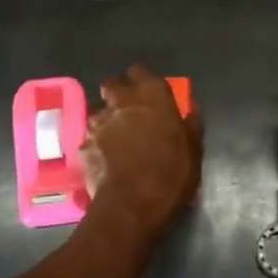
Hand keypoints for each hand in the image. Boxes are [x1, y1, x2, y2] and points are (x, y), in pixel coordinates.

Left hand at [79, 65, 202, 243]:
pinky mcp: (83, 146)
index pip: (140, 71)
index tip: (147, 92)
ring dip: (106, 121)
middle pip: (112, 85)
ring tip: (115, 139)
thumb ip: (191, 125)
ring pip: (98, 112)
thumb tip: (192, 109)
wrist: (132, 206)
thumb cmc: (171, 173)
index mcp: (152, 95)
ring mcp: (99, 123)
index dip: (141, 80)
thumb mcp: (194, 150)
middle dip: (117, 94)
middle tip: (129, 112)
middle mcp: (122, 101)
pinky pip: (90, 140)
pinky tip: (104, 162)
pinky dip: (96, 146)